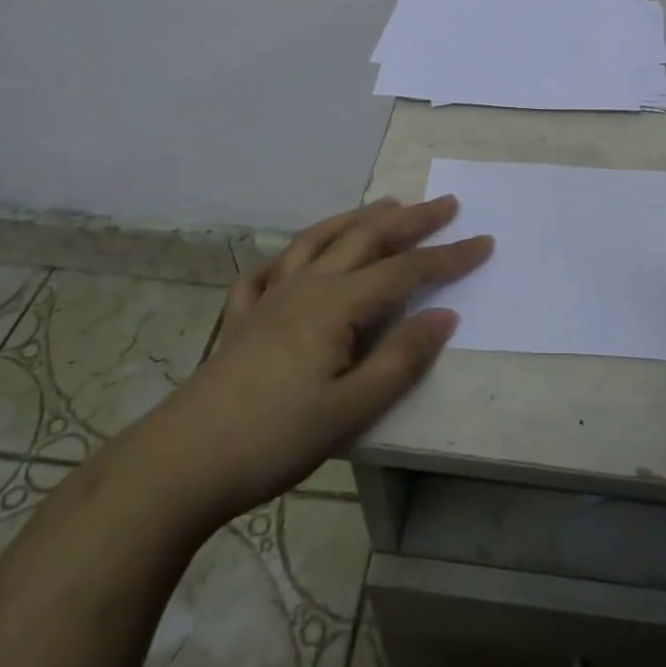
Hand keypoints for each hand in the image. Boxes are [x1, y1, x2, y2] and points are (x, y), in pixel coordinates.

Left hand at [136, 195, 490, 523]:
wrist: (181, 463)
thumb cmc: (273, 438)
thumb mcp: (350, 409)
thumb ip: (400, 360)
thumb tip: (446, 315)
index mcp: (336, 305)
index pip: (405, 271)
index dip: (448, 257)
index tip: (484, 241)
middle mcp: (305, 287)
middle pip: (366, 239)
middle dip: (410, 220)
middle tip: (444, 203)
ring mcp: (269, 297)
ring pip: (318, 241)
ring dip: (356, 219)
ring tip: (384, 205)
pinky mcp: (240, 318)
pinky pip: (267, 271)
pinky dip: (289, 254)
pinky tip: (293, 257)